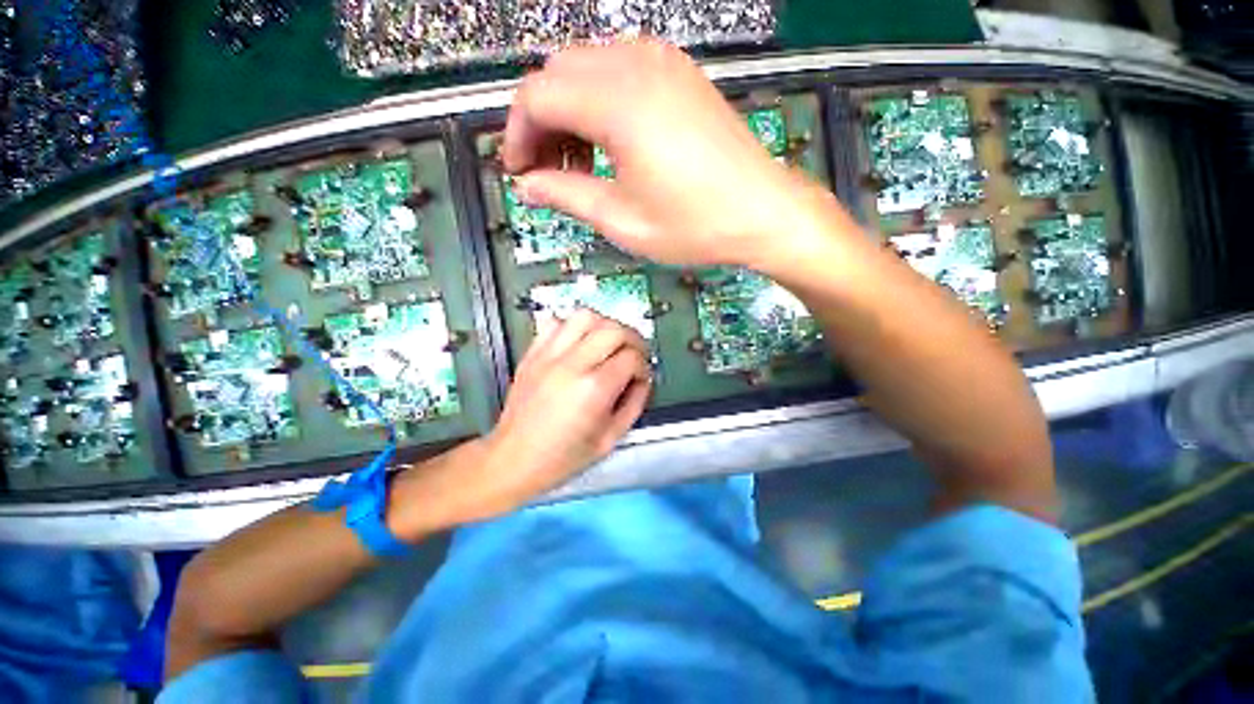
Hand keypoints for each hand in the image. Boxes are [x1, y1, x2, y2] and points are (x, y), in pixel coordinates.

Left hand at [489, 308, 650, 495]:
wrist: (514, 458)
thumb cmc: (562, 456)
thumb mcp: (610, 439)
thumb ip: (634, 404)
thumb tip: (643, 380)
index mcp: (593, 389)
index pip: (632, 357)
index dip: (644, 366)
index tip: (641, 377)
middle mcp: (572, 365)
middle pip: (613, 329)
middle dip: (633, 339)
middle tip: (634, 354)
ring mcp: (549, 355)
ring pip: (585, 316)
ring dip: (605, 325)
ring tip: (608, 343)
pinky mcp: (533, 353)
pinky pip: (555, 322)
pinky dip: (572, 326)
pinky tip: (578, 343)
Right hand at [503, 39, 816, 267]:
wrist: (761, 211)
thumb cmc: (693, 225)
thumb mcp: (622, 220)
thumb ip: (567, 196)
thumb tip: (528, 185)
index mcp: (617, 103)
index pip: (536, 97)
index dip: (516, 135)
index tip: (518, 173)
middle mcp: (635, 65)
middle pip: (556, 75)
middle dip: (539, 123)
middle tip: (546, 173)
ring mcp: (661, 62)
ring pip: (585, 69)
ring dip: (568, 112)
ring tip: (577, 165)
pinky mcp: (678, 73)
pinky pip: (618, 71)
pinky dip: (598, 103)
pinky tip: (608, 143)